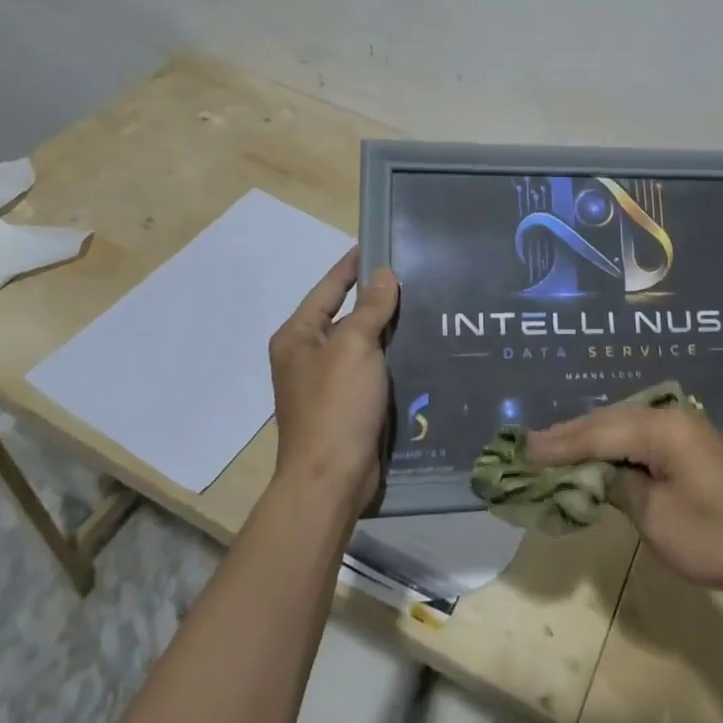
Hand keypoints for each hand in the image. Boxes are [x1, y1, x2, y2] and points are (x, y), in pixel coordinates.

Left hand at [266, 248, 399, 512]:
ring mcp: (326, 383)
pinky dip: (391, 357)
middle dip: (377, 297)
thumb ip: (369, 307)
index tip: (380, 243)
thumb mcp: (354, 346)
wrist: (330, 479)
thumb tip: (383, 274)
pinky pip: (371, 370)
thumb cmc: (336, 405)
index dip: (353, 265)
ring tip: (425, 306)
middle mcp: (307, 356)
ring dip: (388, 329)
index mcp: (298, 336)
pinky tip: (420, 348)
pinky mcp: (347, 406)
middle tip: (415, 275)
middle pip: (345, 314)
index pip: (329, 287)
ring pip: (362, 343)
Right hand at [527, 404, 722, 602]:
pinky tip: (598, 452)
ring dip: (590, 437)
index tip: (522, 450)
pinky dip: (613, 444)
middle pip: (608, 421)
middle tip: (529, 446)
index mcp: (661, 428)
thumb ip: (617, 487)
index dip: (558, 444)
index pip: (597, 433)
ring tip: (554, 447)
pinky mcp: (693, 444)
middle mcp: (671, 416)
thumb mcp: (656, 519)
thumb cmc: (718, 540)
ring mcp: (685, 427)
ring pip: (624, 424)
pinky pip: (641, 435)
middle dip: (569, 435)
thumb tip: (594, 473)